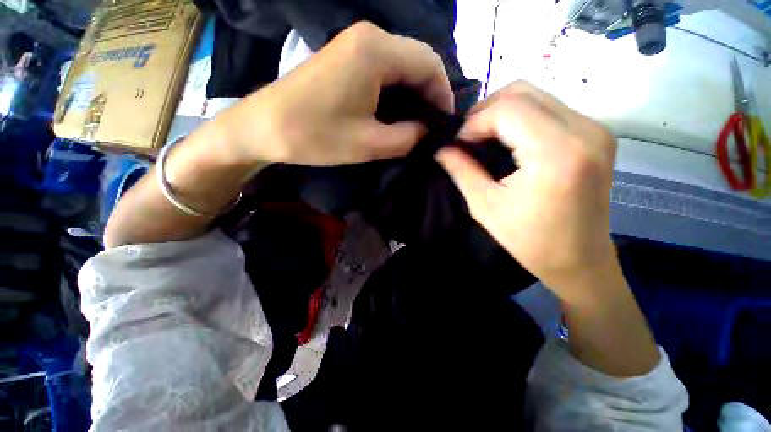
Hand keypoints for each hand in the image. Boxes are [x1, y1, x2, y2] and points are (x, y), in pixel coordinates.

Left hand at [222, 21, 453, 165]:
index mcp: (377, 51)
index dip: (444, 95)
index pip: (430, 65)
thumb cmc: (315, 136)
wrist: (263, 127)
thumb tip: (427, 131)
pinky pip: (383, 69)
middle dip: (430, 95)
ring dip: (413, 94)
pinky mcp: (344, 57)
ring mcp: (353, 44)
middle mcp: (368, 37)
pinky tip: (395, 113)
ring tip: (417, 124)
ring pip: (401, 65)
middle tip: (431, 127)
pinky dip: (396, 91)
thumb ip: (408, 137)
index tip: (445, 125)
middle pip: (417, 60)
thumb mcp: (369, 144)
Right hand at [436, 81, 617, 302]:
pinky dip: (522, 117)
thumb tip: (440, 149)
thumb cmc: (530, 241)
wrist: (579, 261)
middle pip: (524, 91)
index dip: (475, 121)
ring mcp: (596, 129)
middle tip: (468, 136)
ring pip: (538, 95)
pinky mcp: (597, 134)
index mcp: (556, 153)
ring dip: (503, 112)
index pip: (508, 109)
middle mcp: (585, 130)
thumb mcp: (486, 206)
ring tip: (484, 138)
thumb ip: (461, 171)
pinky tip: (508, 139)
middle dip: (486, 110)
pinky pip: (551, 108)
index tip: (459, 144)